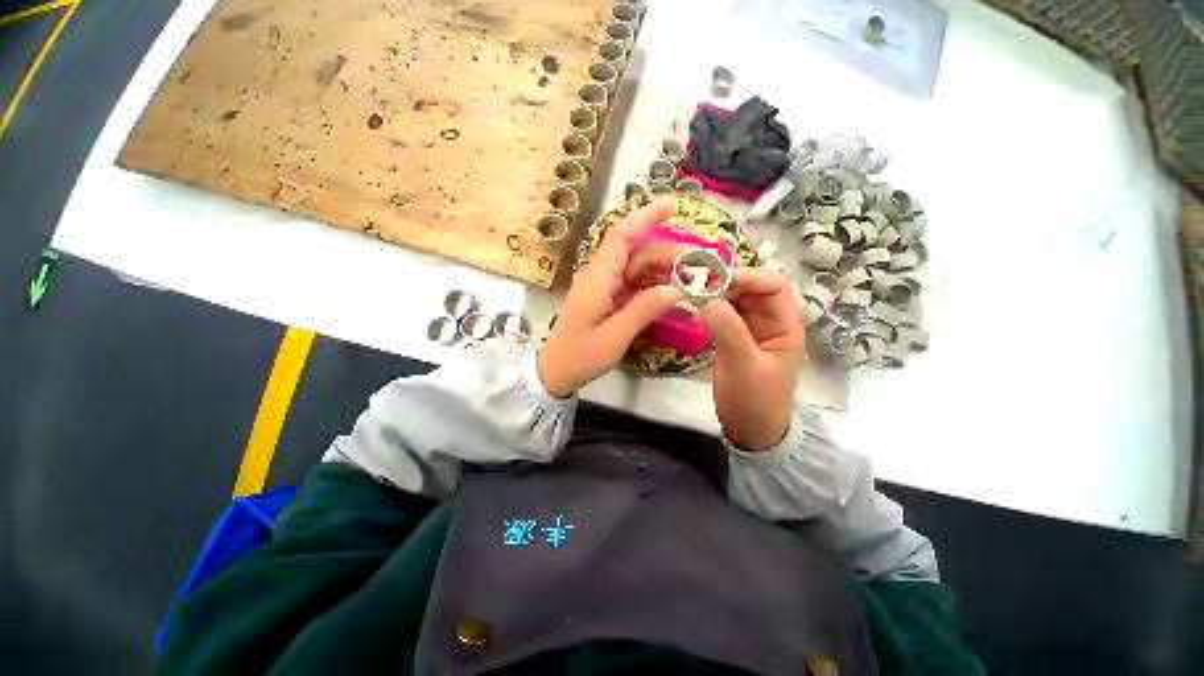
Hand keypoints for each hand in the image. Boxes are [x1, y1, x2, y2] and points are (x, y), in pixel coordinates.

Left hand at [537, 201, 682, 397]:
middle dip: (667, 254)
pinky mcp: (608, 298)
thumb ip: (643, 311)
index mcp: (597, 279)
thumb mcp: (614, 337)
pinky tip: (672, 291)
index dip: (644, 218)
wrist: (557, 370)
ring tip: (691, 279)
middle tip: (699, 263)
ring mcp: (605, 287)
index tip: (670, 205)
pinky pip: (634, 284)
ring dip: (664, 270)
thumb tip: (676, 289)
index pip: (621, 238)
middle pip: (636, 254)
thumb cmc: (580, 355)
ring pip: (637, 268)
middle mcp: (601, 276)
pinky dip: (654, 285)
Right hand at [699, 268, 805, 451]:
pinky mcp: (732, 336)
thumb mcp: (745, 366)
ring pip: (734, 298)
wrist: (749, 429)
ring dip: (715, 294)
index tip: (716, 282)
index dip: (748, 277)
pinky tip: (694, 312)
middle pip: (751, 288)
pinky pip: (721, 313)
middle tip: (698, 290)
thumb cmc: (756, 400)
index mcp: (785, 324)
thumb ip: (729, 330)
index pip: (773, 285)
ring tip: (692, 298)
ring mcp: (749, 328)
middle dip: (726, 284)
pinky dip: (708, 308)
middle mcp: (769, 320)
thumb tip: (706, 299)